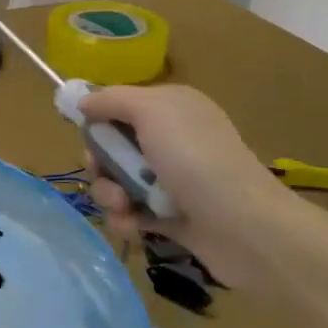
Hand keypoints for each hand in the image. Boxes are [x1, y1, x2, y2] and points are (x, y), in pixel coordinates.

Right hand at [79, 85, 304, 291]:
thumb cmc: (194, 159)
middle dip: (100, 162)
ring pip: (119, 182)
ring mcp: (172, 181)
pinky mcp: (172, 218)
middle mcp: (173, 140)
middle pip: (115, 147)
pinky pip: (133, 213)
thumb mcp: (152, 111)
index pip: (121, 106)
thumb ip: (112, 99)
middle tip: (102, 172)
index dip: (99, 119)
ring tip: (122, 206)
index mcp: (172, 108)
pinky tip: (132, 226)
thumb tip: (83, 101)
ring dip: (110, 194)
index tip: (85, 133)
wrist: (244, 227)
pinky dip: (126, 219)